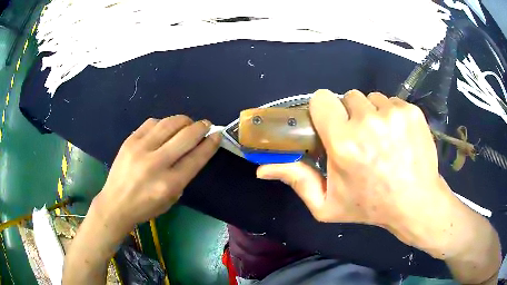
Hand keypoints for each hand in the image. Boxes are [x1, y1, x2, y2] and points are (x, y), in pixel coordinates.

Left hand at [93, 115, 220, 236]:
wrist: (115, 204)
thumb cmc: (145, 207)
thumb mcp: (171, 199)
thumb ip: (183, 176)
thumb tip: (193, 152)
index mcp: (169, 184)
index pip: (196, 157)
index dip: (210, 144)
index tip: (217, 135)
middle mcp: (155, 163)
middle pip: (185, 137)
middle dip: (200, 127)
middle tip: (206, 125)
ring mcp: (140, 149)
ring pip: (169, 124)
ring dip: (183, 120)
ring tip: (188, 123)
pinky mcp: (129, 140)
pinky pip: (152, 123)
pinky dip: (164, 123)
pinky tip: (166, 128)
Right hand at [257, 89, 464, 256]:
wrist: (415, 202)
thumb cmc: (370, 206)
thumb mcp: (327, 204)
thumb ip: (296, 181)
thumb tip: (261, 168)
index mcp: (344, 143)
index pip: (322, 99)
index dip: (324, 110)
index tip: (332, 125)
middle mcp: (368, 122)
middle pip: (349, 97)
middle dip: (350, 115)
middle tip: (361, 139)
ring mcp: (394, 113)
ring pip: (372, 98)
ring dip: (372, 114)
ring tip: (381, 140)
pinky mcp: (412, 111)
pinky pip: (392, 101)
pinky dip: (391, 115)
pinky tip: (398, 137)